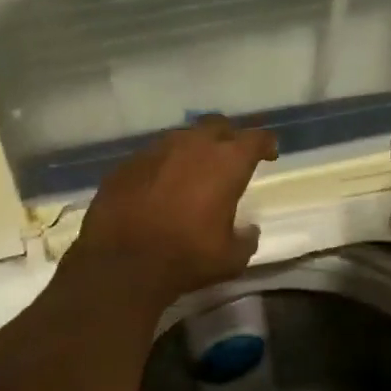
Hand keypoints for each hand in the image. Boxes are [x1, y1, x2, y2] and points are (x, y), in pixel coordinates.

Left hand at [68, 116, 279, 300]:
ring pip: (183, 136)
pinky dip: (164, 165)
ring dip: (194, 148)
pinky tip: (161, 185)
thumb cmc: (186, 258)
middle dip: (229, 137)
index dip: (265, 144)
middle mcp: (192, 145)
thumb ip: (246, 239)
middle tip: (232, 156)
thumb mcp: (231, 259)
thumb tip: (249, 230)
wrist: (121, 263)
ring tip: (195, 170)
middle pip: (218, 126)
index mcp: (226, 163)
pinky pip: (154, 155)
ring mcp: (156, 150)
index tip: (269, 153)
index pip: (255, 139)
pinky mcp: (127, 163)